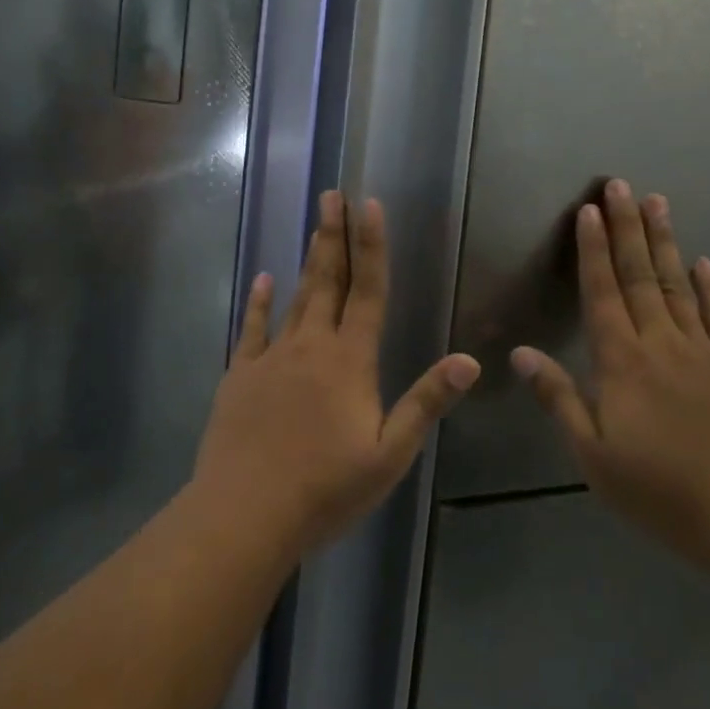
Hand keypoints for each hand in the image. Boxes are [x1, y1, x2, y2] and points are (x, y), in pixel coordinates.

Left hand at [193, 192, 480, 552]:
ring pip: (296, 298)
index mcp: (350, 361)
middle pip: (328, 281)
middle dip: (334, 236)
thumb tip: (469, 361)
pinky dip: (259, 302)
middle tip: (333, 196)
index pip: (367, 291)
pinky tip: (264, 280)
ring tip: (315, 226)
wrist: (244, 513)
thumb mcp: (389, 454)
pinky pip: (252, 329)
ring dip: (308, 260)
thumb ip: (426, 402)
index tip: (369, 205)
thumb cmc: (325, 488)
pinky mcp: (240, 375)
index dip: (371, 246)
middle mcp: (311, 346)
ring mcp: (271, 357)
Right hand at [514, 180, 709, 569]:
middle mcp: (661, 343)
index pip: (602, 293)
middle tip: (621, 185)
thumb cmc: (661, 491)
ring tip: (658, 203)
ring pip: (678, 285)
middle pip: (639, 276)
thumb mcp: (594, 456)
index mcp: (622, 362)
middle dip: (627, 228)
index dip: (593, 250)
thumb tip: (520, 354)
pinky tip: (703, 262)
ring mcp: (704, 352)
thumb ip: (559, 399)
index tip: (589, 211)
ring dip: (665, 243)